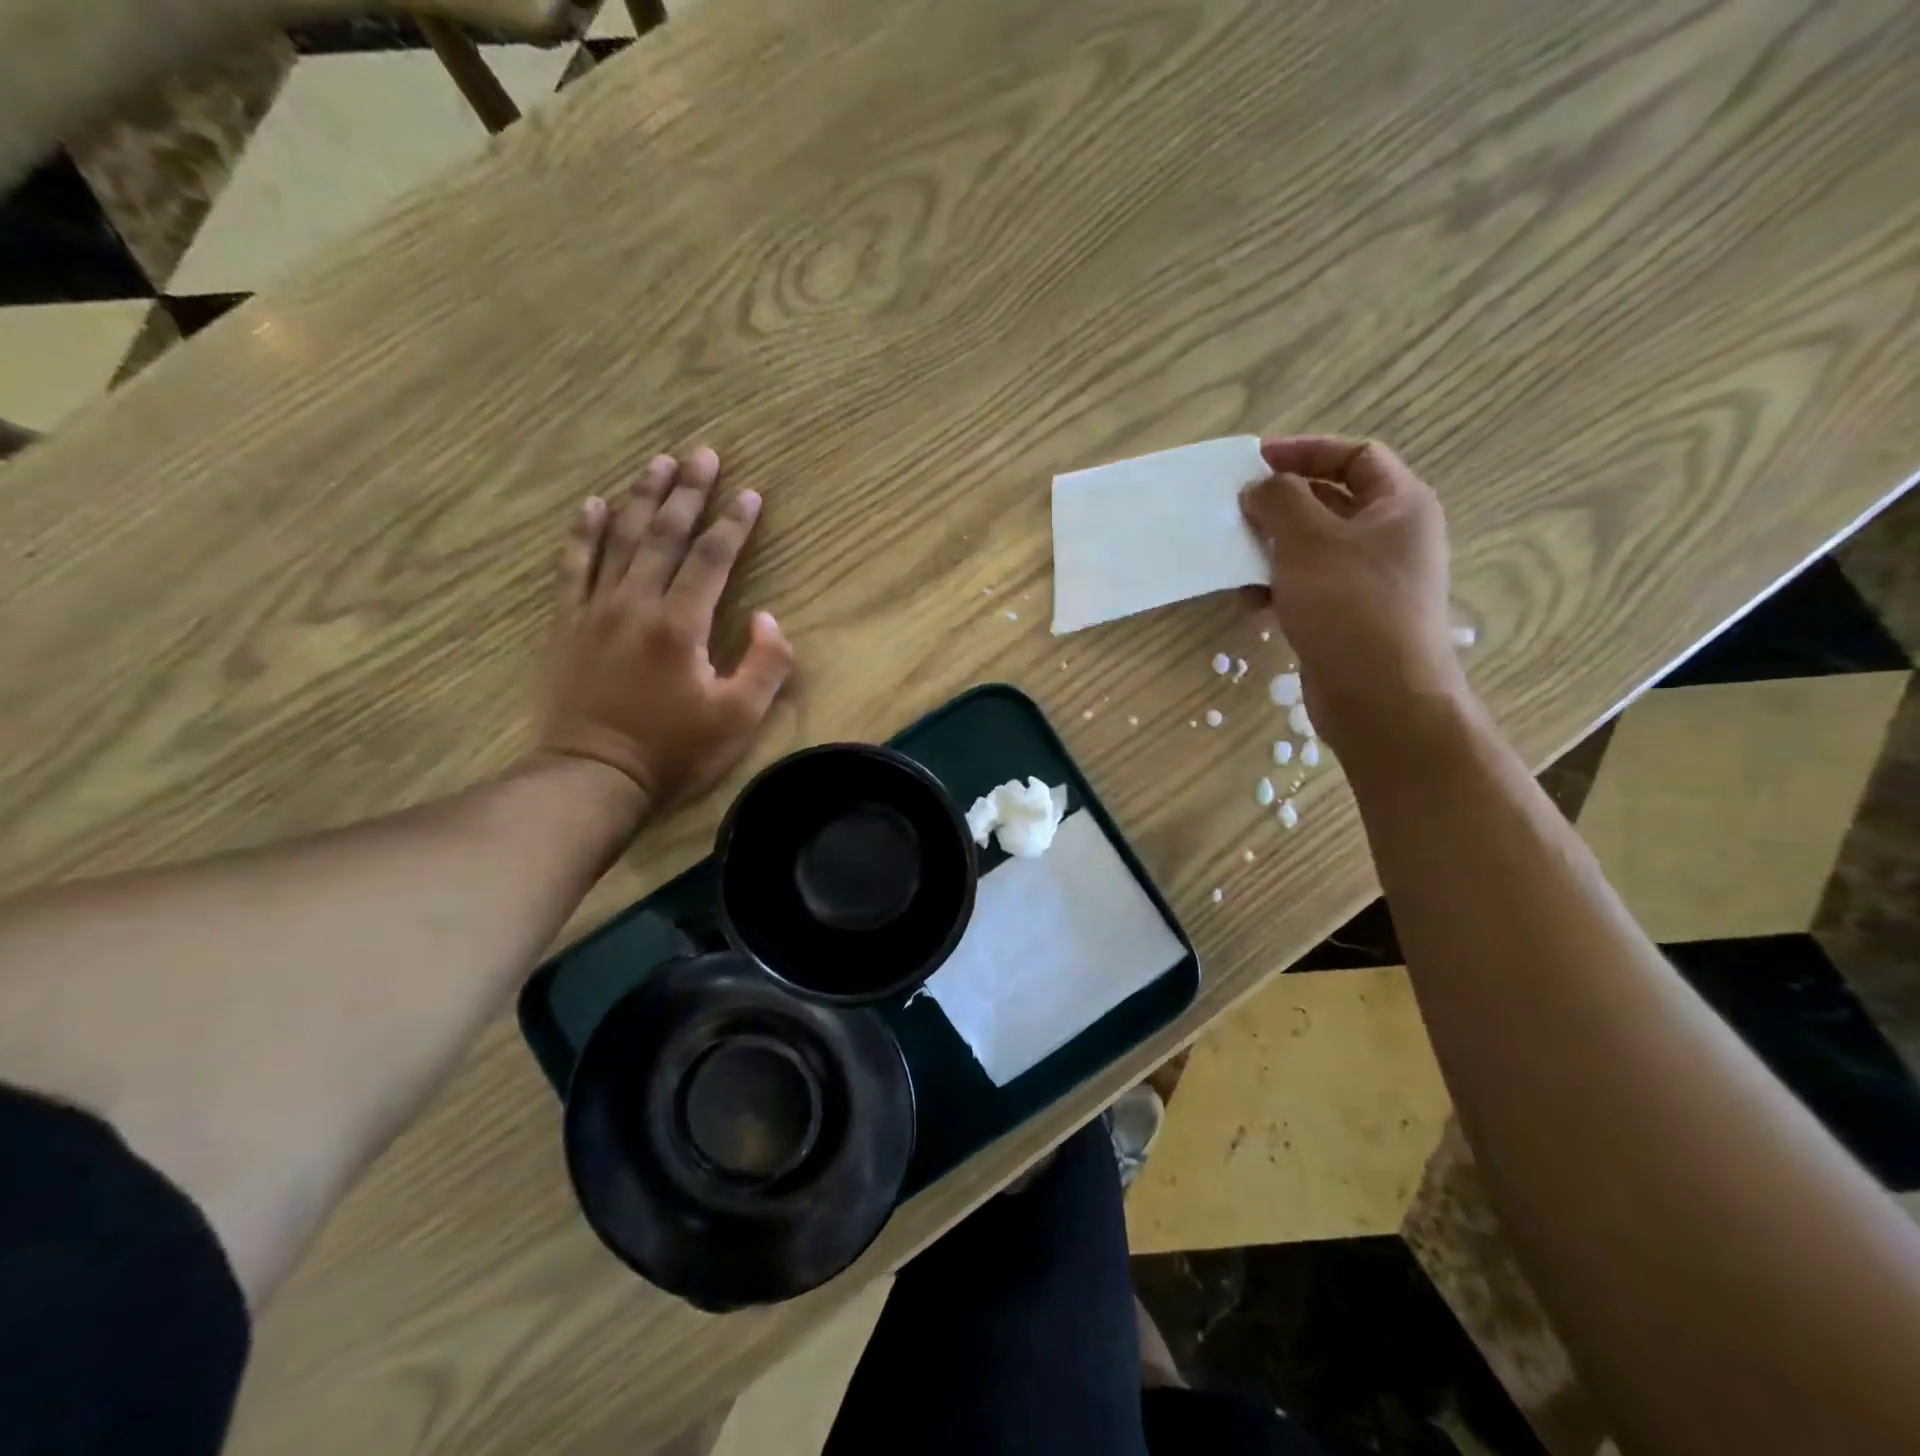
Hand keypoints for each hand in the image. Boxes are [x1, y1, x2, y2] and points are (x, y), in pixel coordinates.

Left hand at [539, 447, 793, 814]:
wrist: (593, 777)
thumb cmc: (673, 751)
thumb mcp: (737, 718)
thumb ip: (764, 664)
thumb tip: (767, 618)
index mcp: (680, 625)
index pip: (711, 559)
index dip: (733, 524)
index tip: (750, 493)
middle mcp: (636, 604)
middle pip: (663, 534)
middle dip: (687, 492)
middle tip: (703, 453)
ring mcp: (595, 610)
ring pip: (619, 539)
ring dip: (640, 498)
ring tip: (657, 463)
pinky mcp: (567, 625)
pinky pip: (573, 567)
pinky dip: (582, 533)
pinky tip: (591, 505)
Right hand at [1239, 436, 1464, 750]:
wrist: (1380, 698)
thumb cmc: (1351, 608)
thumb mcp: (1309, 542)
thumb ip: (1279, 502)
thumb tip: (1259, 487)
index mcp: (1399, 506)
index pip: (1355, 456)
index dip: (1306, 451)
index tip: (1256, 460)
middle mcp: (1390, 538)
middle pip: (1330, 502)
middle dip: (1280, 504)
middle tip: (1237, 510)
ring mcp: (1369, 580)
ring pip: (1312, 547)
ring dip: (1271, 549)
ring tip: (1235, 559)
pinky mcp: (1347, 616)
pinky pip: (1307, 585)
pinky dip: (1277, 586)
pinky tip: (1251, 602)